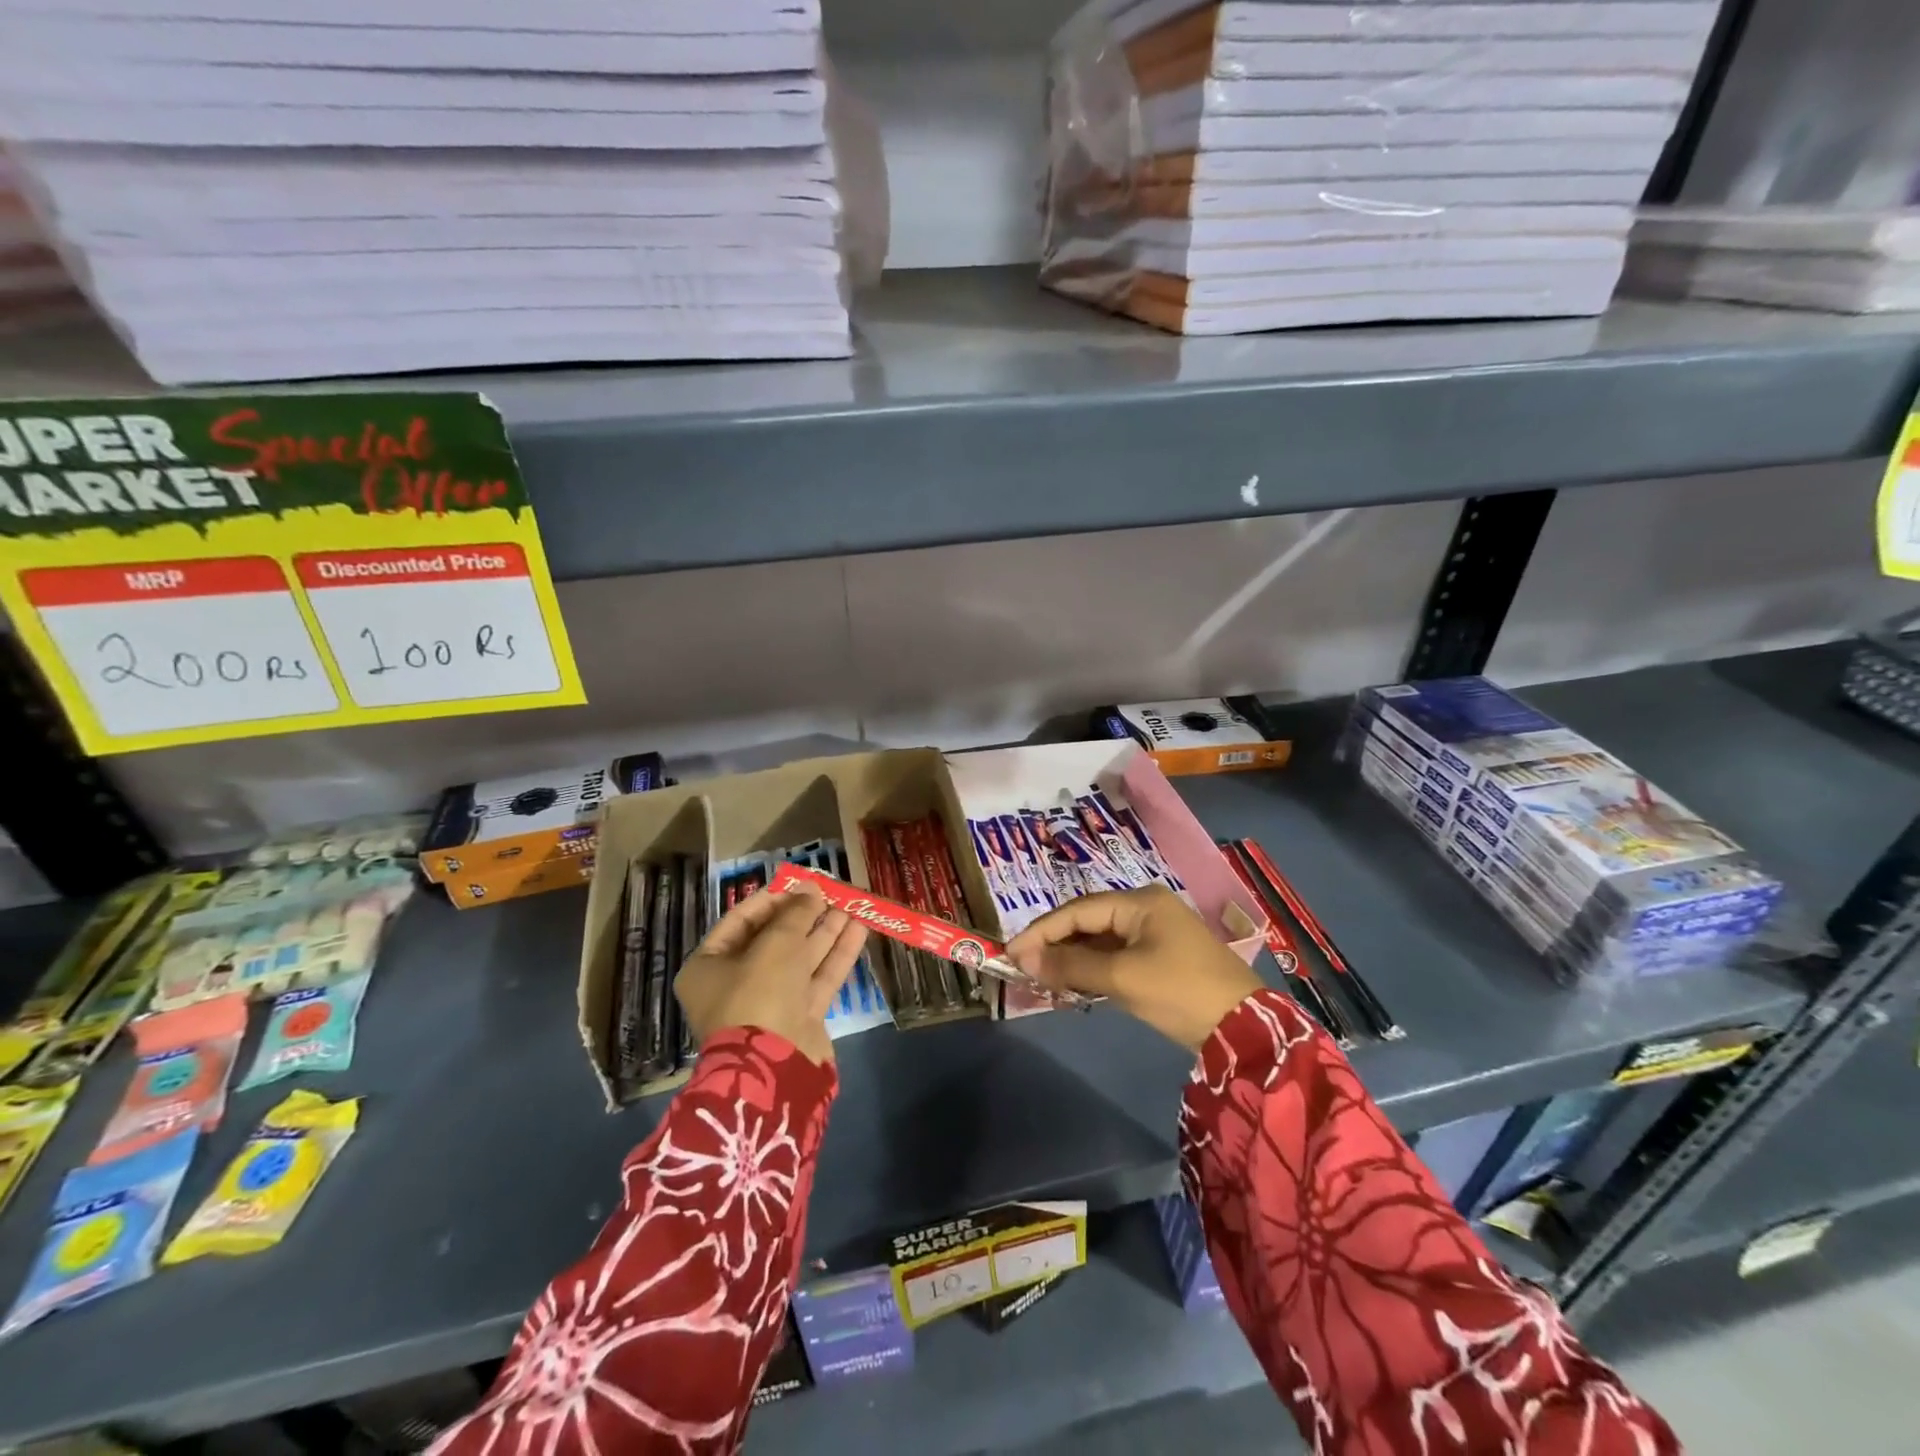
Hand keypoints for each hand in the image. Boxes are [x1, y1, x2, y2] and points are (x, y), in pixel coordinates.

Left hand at [676, 888, 867, 1065]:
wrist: (774, 1068)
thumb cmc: (758, 994)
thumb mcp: (775, 944)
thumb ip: (796, 913)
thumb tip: (811, 891)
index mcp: (709, 967)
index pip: (740, 921)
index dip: (772, 899)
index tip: (799, 882)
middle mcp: (736, 984)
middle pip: (774, 939)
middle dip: (804, 914)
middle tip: (831, 891)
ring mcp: (770, 1003)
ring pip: (801, 958)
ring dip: (826, 930)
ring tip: (852, 904)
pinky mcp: (800, 1018)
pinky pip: (818, 978)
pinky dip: (837, 954)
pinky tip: (859, 929)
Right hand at [1006, 885, 1261, 1050]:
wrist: (1245, 1030)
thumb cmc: (1180, 992)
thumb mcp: (1122, 978)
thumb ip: (1071, 966)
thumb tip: (1023, 958)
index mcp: (1139, 901)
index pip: (1077, 910)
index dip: (1041, 930)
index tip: (1011, 952)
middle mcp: (1146, 907)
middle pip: (1088, 920)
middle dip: (1055, 943)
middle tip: (1023, 966)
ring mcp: (1156, 932)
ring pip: (1100, 938)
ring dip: (1072, 957)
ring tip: (1042, 976)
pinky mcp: (1161, 956)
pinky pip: (1116, 954)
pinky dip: (1093, 967)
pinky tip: (1074, 982)